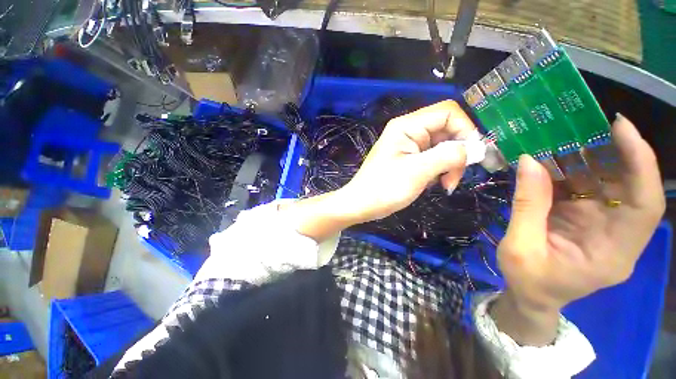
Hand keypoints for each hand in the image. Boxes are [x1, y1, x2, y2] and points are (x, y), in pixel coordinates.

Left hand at [340, 100, 476, 222]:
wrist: (361, 205)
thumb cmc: (384, 188)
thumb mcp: (418, 171)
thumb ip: (448, 155)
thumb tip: (477, 147)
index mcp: (407, 126)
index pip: (448, 112)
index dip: (466, 129)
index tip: (473, 155)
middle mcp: (408, 131)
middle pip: (447, 130)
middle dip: (457, 153)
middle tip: (453, 179)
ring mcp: (408, 146)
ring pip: (442, 146)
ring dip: (449, 165)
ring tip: (444, 185)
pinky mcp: (409, 159)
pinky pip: (433, 158)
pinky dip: (439, 170)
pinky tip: (432, 183)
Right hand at [492, 114, 664, 344]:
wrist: (531, 295)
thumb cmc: (528, 280)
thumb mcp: (521, 246)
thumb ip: (527, 205)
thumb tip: (529, 161)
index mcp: (613, 253)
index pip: (645, 203)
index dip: (640, 162)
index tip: (619, 127)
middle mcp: (618, 234)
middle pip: (627, 185)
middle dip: (606, 151)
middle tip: (577, 125)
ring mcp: (603, 225)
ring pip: (605, 182)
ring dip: (584, 157)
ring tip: (558, 137)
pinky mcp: (586, 218)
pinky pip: (583, 187)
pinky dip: (567, 170)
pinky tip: (549, 158)